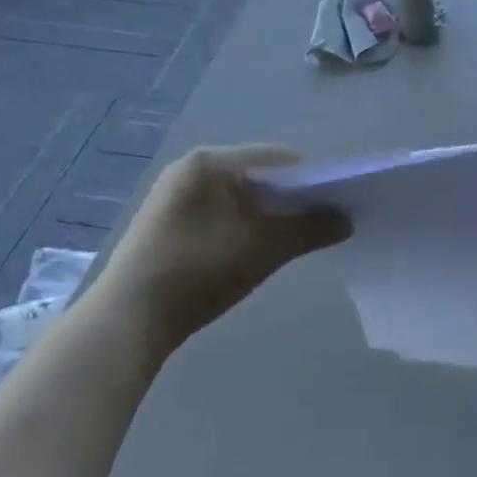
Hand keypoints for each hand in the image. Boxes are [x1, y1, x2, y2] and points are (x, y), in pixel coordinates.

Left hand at [90, 145, 349, 354]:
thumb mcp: (263, 249)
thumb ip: (310, 230)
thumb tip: (347, 221)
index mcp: (211, 162)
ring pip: (243, 196)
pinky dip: (249, 224)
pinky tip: (260, 249)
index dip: (315, 178)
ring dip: (273, 214)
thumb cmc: (198, 271)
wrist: (129, 318)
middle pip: (261, 175)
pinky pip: (224, 211)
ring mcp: (178, 194)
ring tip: (299, 238)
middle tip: (326, 222)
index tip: (342, 202)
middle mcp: (192, 168)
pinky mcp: (172, 220)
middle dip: (295, 198)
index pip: (279, 158)